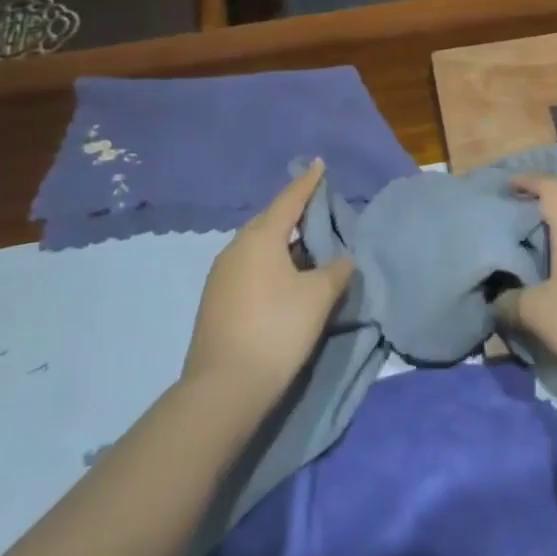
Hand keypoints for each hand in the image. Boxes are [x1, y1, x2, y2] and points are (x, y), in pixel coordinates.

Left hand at [182, 162, 353, 407]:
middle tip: (318, 212)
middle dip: (294, 215)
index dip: (308, 182)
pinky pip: (248, 268)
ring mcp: (220, 276)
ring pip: (257, 248)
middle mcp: (236, 248)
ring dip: (282, 245)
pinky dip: (269, 266)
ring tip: (306, 252)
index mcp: (261, 237)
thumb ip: (336, 271)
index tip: (319, 163)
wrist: (222, 391)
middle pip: (270, 222)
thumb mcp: (318, 298)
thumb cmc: (276, 330)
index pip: (290, 199)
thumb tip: (342, 260)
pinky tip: (284, 283)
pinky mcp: (214, 302)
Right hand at [494, 174, 556, 394]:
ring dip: (554, 247)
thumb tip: (495, 299)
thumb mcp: (536, 313)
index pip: (552, 189)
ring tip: (531, 266)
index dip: (529, 181)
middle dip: (537, 218)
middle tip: (512, 233)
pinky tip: (556, 292)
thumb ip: (509, 302)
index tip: (508, 185)